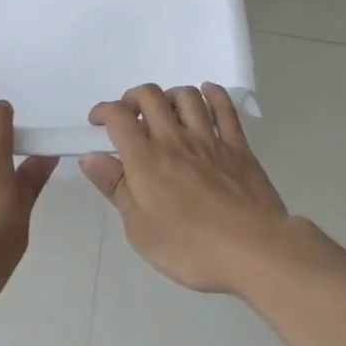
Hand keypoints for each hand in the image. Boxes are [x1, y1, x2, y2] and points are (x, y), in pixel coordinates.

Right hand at [80, 83, 293, 296]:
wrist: (255, 251)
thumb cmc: (191, 248)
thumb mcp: (140, 230)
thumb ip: (115, 188)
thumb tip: (91, 157)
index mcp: (146, 158)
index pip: (118, 116)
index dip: (103, 111)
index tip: (97, 122)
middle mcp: (174, 138)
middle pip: (150, 96)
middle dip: (133, 98)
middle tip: (130, 116)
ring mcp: (209, 138)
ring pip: (186, 95)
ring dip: (170, 95)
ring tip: (166, 111)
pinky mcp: (238, 146)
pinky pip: (224, 107)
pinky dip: (213, 94)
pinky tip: (206, 94)